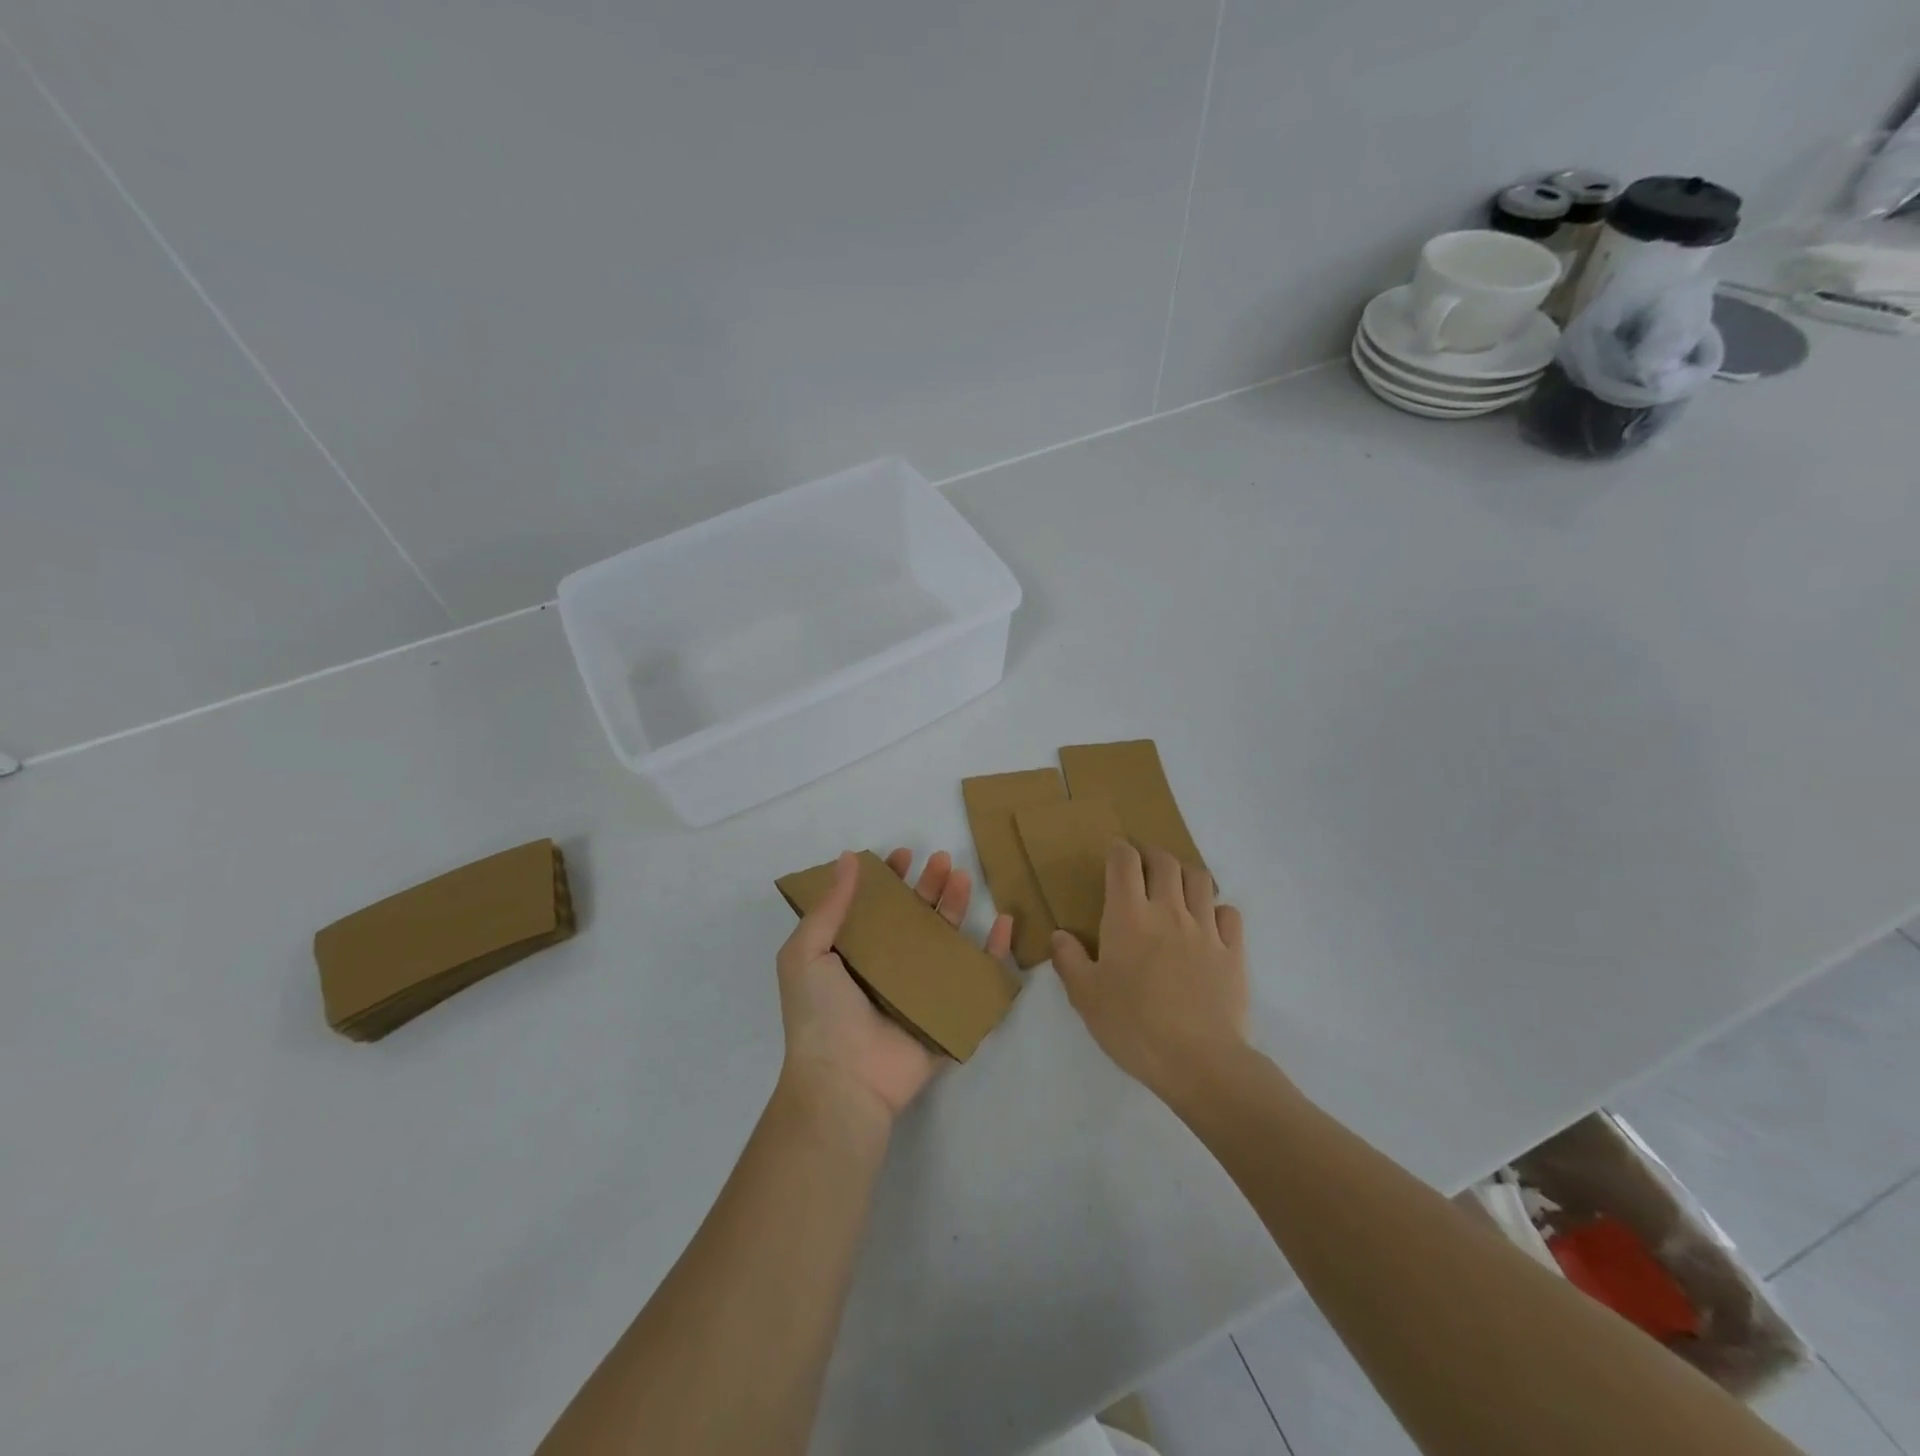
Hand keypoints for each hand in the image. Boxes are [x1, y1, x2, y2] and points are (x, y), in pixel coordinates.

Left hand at [776, 848, 1013, 1120]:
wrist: (845, 1081)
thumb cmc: (821, 1014)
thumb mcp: (806, 953)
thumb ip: (828, 907)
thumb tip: (848, 858)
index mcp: (855, 953)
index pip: (878, 906)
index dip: (891, 879)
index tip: (904, 855)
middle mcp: (889, 967)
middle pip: (916, 917)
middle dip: (930, 886)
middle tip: (942, 860)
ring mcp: (921, 990)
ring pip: (946, 939)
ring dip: (957, 907)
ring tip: (964, 879)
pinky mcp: (949, 1012)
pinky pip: (977, 977)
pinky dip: (995, 952)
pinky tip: (1005, 923)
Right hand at [1051, 842, 1248, 1099]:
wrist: (1199, 1061)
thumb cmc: (1134, 1027)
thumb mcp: (1086, 998)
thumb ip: (1069, 961)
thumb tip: (1060, 934)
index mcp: (1129, 916)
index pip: (1125, 862)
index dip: (1119, 850)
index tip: (1114, 853)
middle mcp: (1169, 911)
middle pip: (1165, 862)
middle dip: (1152, 855)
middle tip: (1143, 866)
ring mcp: (1206, 929)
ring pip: (1200, 879)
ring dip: (1185, 874)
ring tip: (1176, 888)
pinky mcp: (1233, 951)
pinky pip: (1229, 913)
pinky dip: (1217, 909)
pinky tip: (1208, 923)